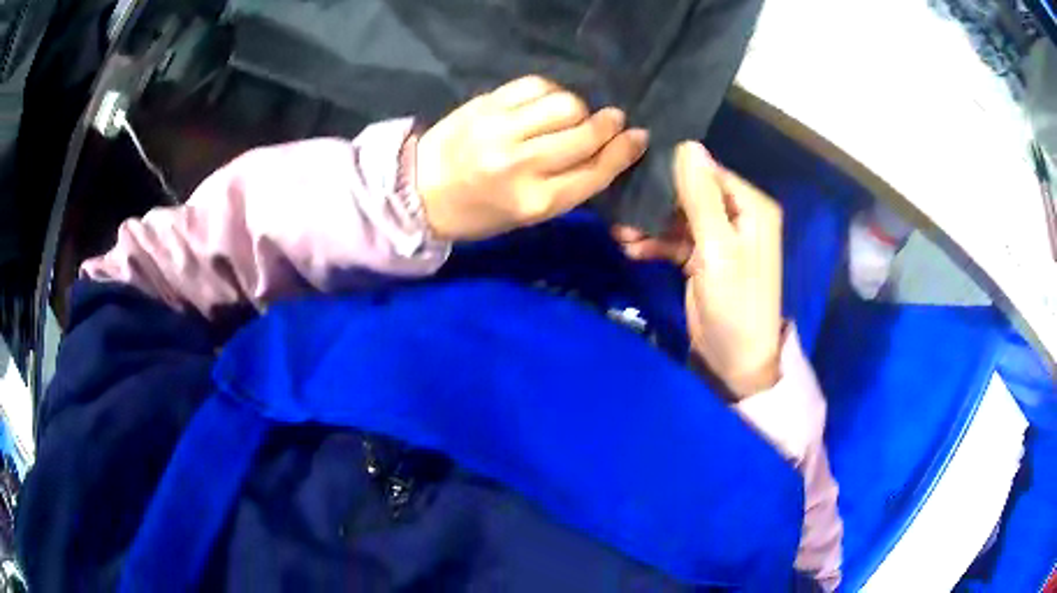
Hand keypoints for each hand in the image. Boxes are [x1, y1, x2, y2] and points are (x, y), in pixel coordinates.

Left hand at [416, 76, 648, 240]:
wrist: (420, 192)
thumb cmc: (479, 212)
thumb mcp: (528, 215)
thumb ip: (569, 186)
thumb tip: (608, 150)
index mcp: (535, 202)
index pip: (596, 170)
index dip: (624, 151)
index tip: (638, 136)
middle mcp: (522, 165)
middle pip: (586, 133)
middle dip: (608, 125)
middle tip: (611, 120)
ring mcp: (501, 130)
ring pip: (565, 104)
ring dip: (579, 108)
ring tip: (571, 115)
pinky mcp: (486, 105)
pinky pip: (536, 85)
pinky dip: (551, 91)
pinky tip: (545, 102)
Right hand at [614, 142, 783, 399]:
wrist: (735, 361)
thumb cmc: (735, 303)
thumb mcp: (718, 249)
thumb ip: (701, 198)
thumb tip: (688, 145)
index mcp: (751, 207)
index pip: (709, 172)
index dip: (675, 170)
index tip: (635, 171)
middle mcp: (738, 216)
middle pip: (691, 193)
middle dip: (656, 202)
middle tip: (620, 205)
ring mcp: (720, 238)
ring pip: (679, 217)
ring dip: (650, 225)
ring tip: (619, 233)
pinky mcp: (704, 258)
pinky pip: (676, 240)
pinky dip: (655, 243)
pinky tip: (630, 248)